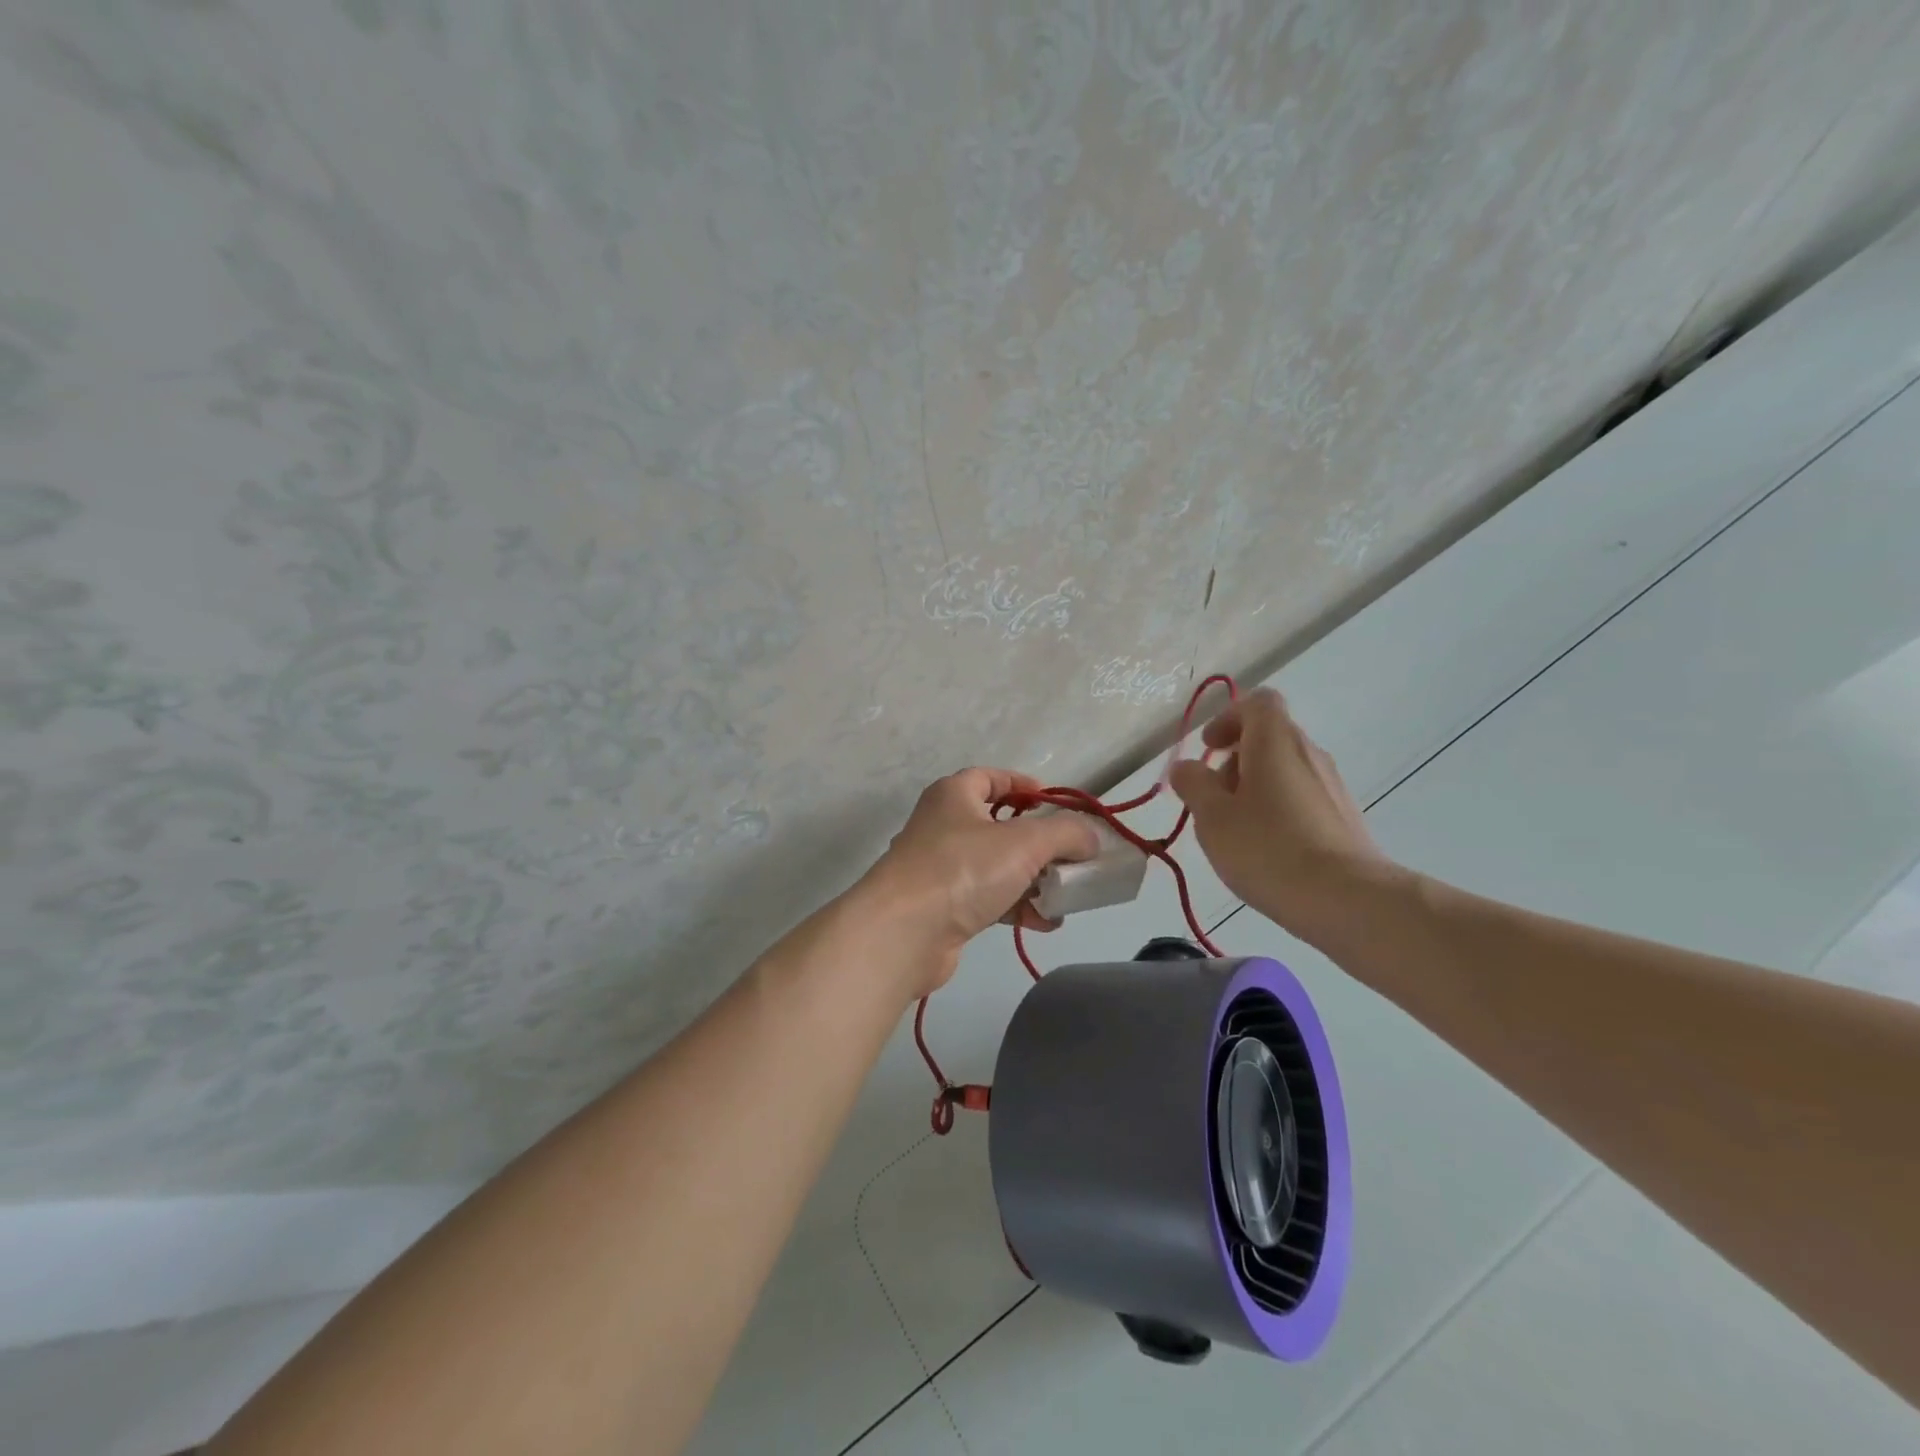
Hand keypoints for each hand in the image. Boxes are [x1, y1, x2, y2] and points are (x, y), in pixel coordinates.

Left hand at [858, 768, 1100, 996]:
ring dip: (1032, 879)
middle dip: (1038, 842)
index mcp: (954, 795)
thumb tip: (1090, 837)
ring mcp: (940, 869)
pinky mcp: (943, 907)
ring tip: (1065, 895)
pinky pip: (988, 899)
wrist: (904, 933)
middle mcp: (943, 826)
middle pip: (999, 825)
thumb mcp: (1025, 841)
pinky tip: (1044, 923)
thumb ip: (1065, 833)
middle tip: (1070, 855)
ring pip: (997, 866)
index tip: (1055, 803)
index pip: (991, 777)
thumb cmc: (963, 869)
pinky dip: (1016, 907)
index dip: (1024, 785)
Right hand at [1168, 688, 1395, 947]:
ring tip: (1235, 830)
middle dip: (1235, 759)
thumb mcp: (1212, 816)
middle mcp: (1309, 753)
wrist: (1347, 899)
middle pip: (1269, 737)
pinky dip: (1278, 810)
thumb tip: (1187, 767)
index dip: (1228, 718)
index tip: (1209, 748)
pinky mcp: (1343, 818)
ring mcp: (1332, 786)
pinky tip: (1266, 850)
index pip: (1257, 703)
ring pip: (1285, 770)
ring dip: (1255, 787)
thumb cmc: (1268, 847)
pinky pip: (1302, 799)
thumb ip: (1193, 784)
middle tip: (1213, 797)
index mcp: (1275, 741)